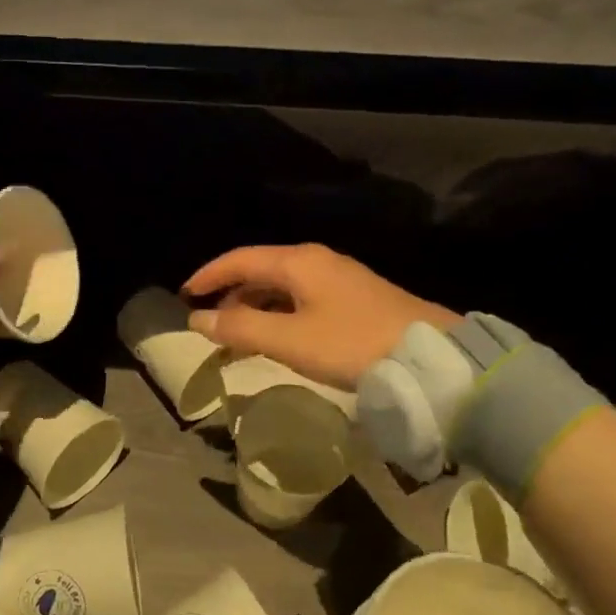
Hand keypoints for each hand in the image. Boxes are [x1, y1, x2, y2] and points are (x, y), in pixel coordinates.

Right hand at [182, 244, 458, 387]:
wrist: (431, 355)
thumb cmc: (352, 344)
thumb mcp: (289, 339)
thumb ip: (240, 327)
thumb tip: (199, 318)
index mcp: (298, 262)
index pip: (240, 259)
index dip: (208, 275)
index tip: (184, 295)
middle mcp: (316, 261)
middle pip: (261, 270)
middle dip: (230, 294)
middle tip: (209, 323)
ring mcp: (339, 278)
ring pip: (282, 286)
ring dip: (254, 306)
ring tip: (238, 336)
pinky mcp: (355, 298)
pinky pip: (301, 298)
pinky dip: (278, 314)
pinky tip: (277, 336)